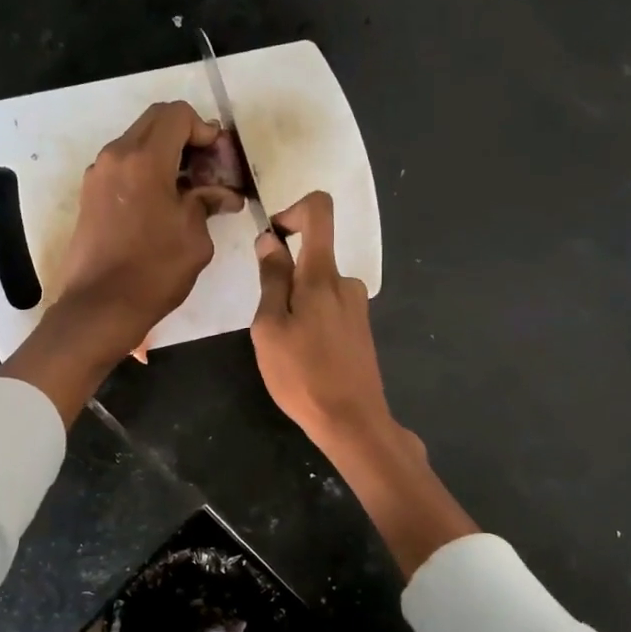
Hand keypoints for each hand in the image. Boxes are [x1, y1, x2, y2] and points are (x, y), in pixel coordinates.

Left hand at [55, 100, 242, 356]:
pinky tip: (162, 203)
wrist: (100, 306)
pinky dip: (146, 171)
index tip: (218, 159)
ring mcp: (98, 174)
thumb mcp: (195, 238)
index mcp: (144, 159)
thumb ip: (207, 204)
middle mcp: (116, 156)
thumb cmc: (154, 271)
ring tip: (187, 189)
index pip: (177, 115)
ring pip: (136, 142)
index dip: (204, 130)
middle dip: (185, 136)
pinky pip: (123, 166)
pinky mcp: (89, 195)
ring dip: (164, 154)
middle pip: (155, 121)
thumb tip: (223, 195)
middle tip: (206, 169)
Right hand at [251, 190, 476, 577]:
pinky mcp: (360, 329)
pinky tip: (304, 358)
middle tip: (269, 325)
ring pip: (317, 289)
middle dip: (284, 279)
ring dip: (295, 307)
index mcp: (323, 275)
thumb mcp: (270, 327)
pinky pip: (328, 310)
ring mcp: (357, 307)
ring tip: (286, 349)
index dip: (292, 210)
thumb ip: (271, 279)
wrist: (352, 421)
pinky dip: (310, 322)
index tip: (272, 237)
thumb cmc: (302, 375)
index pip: (319, 211)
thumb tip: (270, 240)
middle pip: (312, 258)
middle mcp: (346, 282)